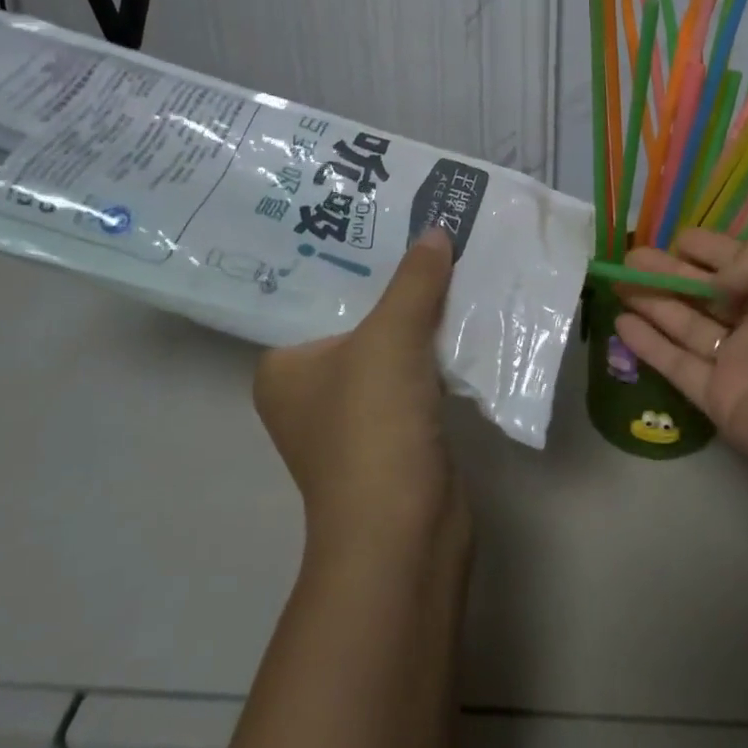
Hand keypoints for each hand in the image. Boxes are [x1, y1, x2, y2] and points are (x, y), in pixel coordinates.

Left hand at [254, 228, 466, 555]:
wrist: (405, 531)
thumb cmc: (372, 425)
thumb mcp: (391, 337)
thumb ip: (414, 280)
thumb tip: (437, 231)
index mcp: (283, 365)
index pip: (313, 293)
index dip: (349, 254)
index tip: (382, 215)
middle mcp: (311, 387)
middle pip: (358, 315)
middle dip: (393, 278)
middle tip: (424, 226)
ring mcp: (355, 412)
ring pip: (391, 342)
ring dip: (420, 310)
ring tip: (449, 255)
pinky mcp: (396, 429)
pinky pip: (416, 369)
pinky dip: (437, 344)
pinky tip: (465, 309)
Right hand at [617, 230, 747, 549]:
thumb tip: (715, 282)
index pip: (735, 256)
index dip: (703, 246)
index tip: (670, 236)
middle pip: (701, 287)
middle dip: (665, 269)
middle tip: (626, 256)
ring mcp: (737, 360)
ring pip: (682, 321)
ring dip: (649, 300)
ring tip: (614, 280)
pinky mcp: (718, 399)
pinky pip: (676, 364)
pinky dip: (648, 344)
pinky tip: (621, 323)